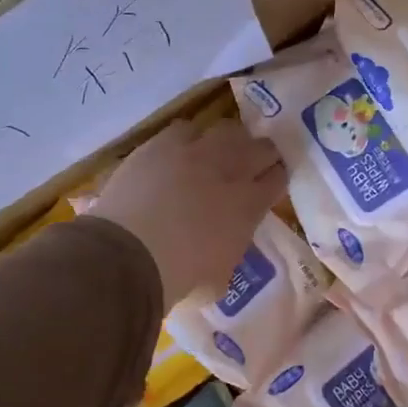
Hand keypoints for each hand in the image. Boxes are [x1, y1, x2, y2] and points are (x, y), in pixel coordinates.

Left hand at [91, 119, 286, 302]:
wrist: (129, 255)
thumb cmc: (179, 278)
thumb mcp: (219, 278)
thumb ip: (230, 253)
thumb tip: (226, 247)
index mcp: (249, 206)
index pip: (277, 178)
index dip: (276, 178)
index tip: (271, 182)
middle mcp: (231, 171)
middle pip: (261, 147)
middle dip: (262, 154)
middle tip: (254, 162)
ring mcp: (196, 152)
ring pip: (228, 130)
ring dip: (230, 140)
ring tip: (221, 150)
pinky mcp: (160, 145)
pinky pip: (185, 129)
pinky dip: (189, 137)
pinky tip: (182, 149)